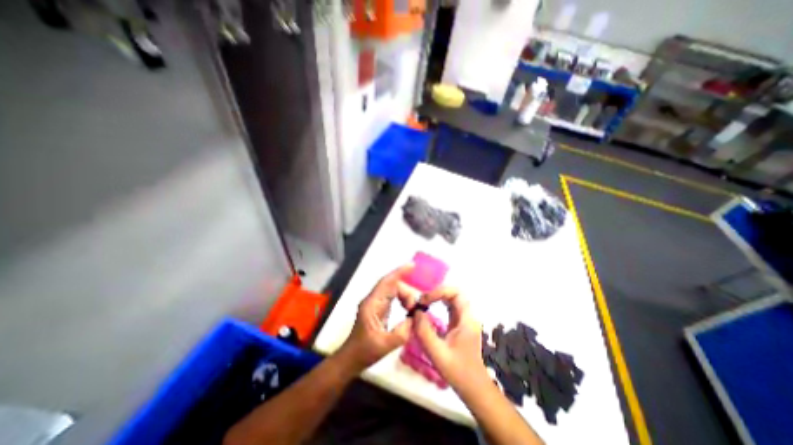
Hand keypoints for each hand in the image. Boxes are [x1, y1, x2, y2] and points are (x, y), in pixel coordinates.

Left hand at [337, 264, 416, 371]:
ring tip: (412, 310)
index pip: (386, 282)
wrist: (351, 358)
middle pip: (392, 285)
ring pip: (393, 290)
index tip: (413, 265)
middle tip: (416, 307)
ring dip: (405, 296)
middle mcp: (373, 299)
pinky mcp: (378, 308)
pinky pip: (392, 297)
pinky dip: (402, 300)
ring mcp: (375, 303)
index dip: (399, 272)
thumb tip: (415, 318)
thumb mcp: (385, 345)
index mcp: (372, 304)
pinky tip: (408, 308)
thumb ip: (402, 332)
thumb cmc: (365, 352)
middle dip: (406, 292)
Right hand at [413, 288, 486, 388]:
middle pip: (455, 293)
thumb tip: (416, 312)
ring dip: (438, 297)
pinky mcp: (460, 324)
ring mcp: (465, 319)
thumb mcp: (438, 354)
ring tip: (423, 303)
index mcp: (467, 320)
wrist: (475, 387)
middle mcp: (467, 316)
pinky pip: (450, 307)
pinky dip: (439, 304)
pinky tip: (429, 310)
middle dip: (437, 292)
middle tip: (422, 301)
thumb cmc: (459, 372)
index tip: (425, 301)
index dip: (439, 291)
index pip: (456, 293)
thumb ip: (425, 332)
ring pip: (453, 299)